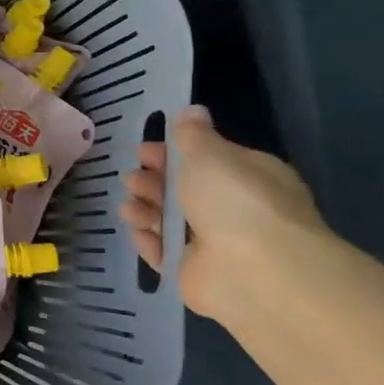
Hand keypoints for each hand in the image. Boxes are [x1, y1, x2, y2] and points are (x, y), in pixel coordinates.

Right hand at [119, 105, 324, 320]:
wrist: (254, 270)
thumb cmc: (234, 200)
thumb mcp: (210, 153)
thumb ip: (193, 134)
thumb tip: (192, 112)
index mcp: (247, 177)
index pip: (208, 160)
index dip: (173, 154)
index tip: (143, 150)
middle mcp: (234, 209)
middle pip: (184, 191)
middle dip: (153, 182)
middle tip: (131, 178)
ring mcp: (214, 244)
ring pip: (171, 221)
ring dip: (146, 210)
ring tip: (130, 207)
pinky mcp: (194, 272)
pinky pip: (164, 252)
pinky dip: (148, 241)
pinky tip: (136, 230)